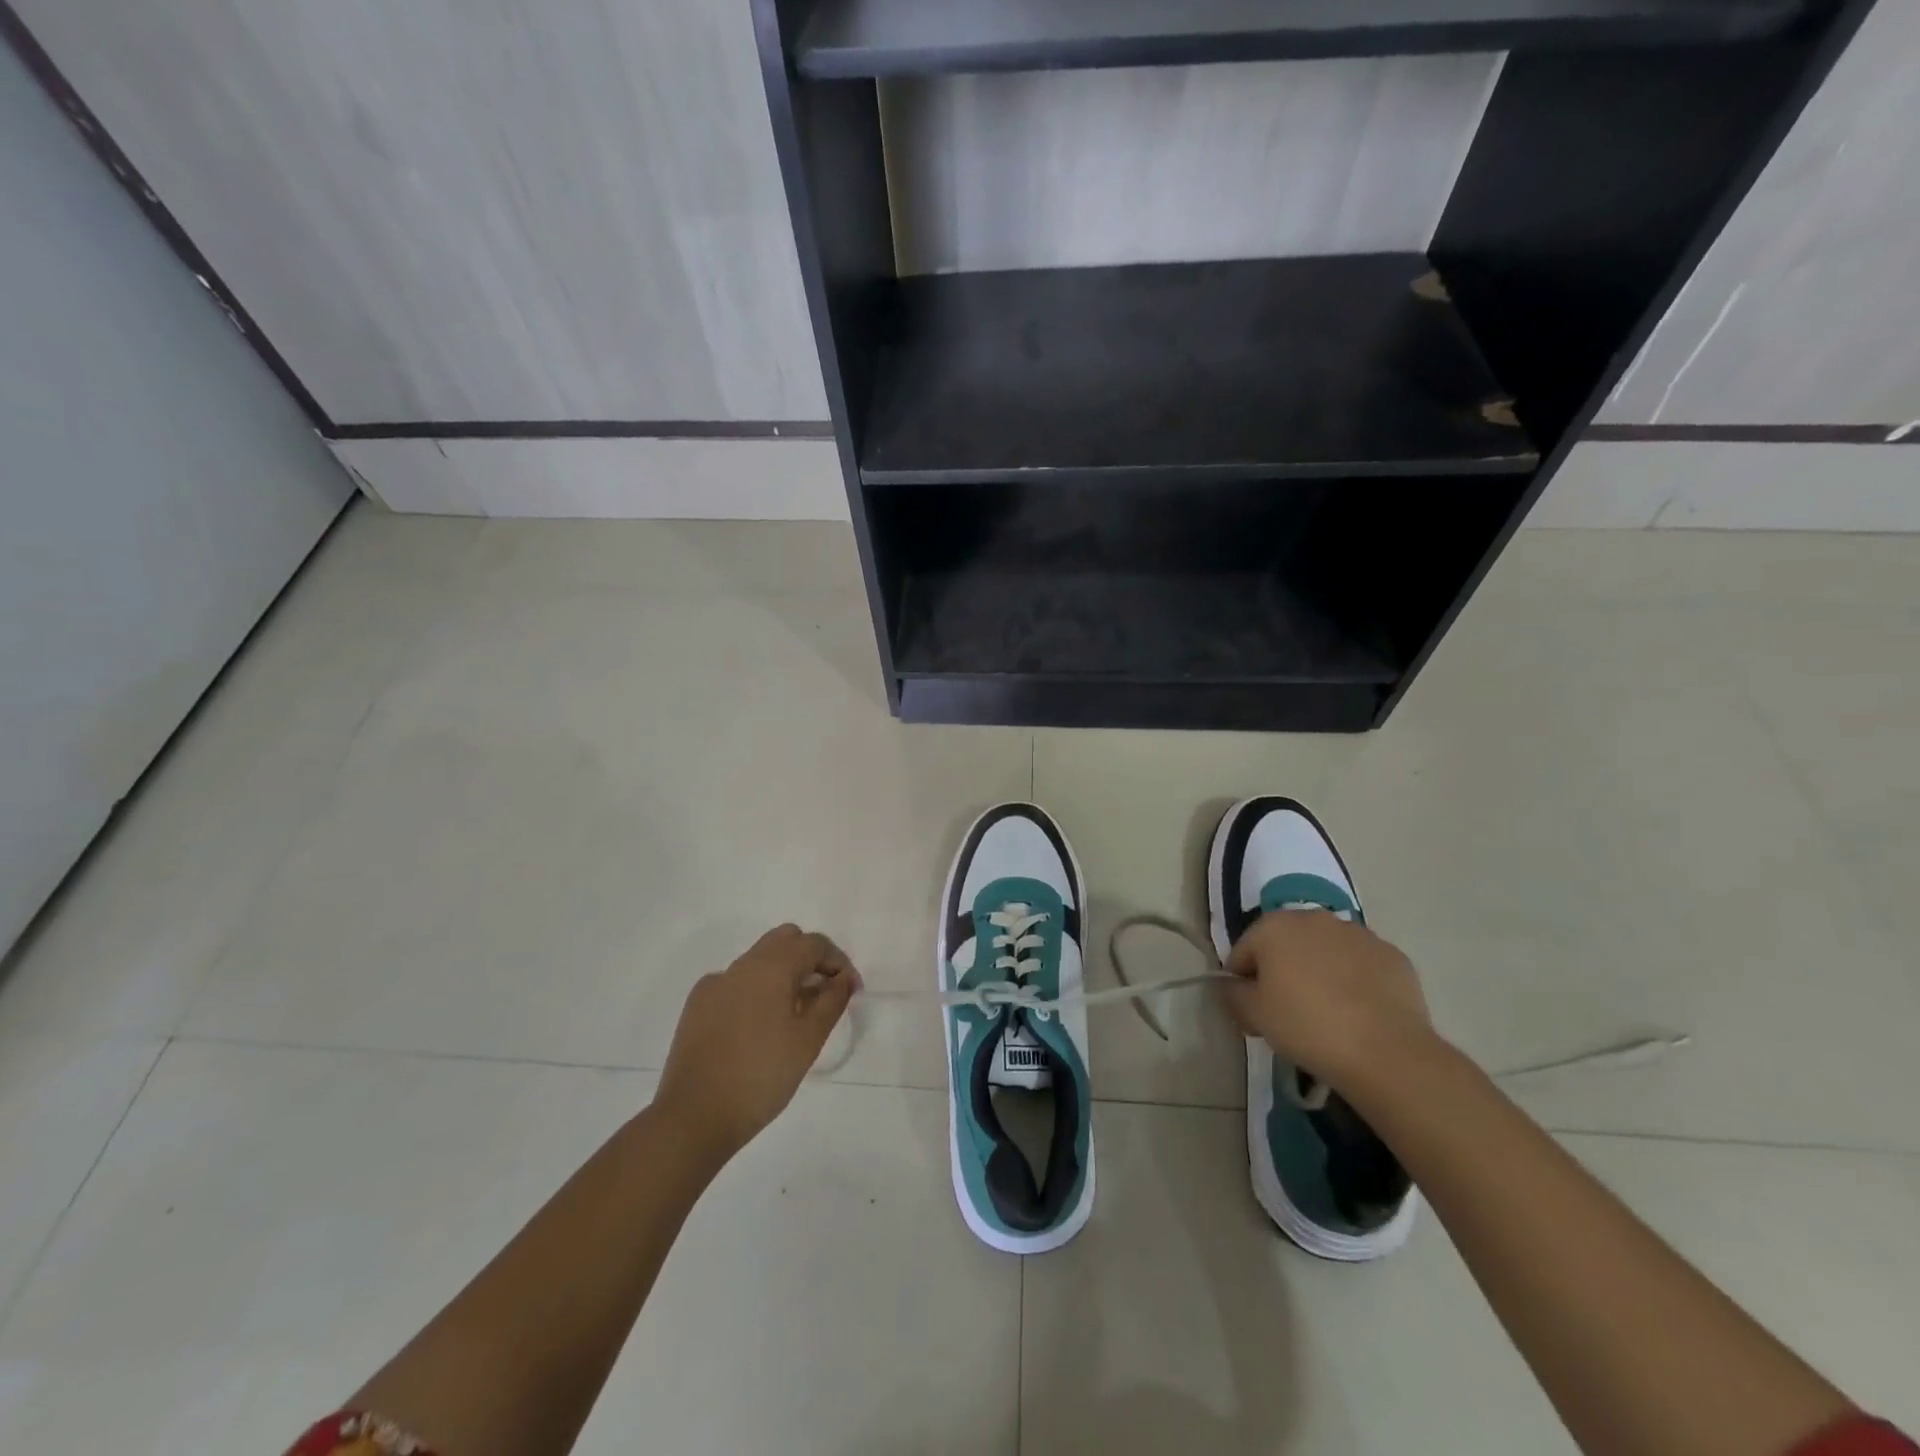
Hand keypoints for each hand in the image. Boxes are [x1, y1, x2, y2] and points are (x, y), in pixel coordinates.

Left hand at [655, 924, 861, 1162]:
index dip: (838, 961)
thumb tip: (843, 979)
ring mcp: (715, 984)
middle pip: (784, 941)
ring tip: (795, 1014)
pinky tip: (759, 1028)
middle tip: (824, 994)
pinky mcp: (698, 1006)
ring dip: (783, 974)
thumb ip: (832, 1002)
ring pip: (759, 960)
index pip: (813, 943)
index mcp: (771, 967)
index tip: (850, 990)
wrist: (693, 1117)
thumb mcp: (808, 1040)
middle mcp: (741, 965)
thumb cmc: (761, 1076)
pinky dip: (756, 991)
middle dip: (810, 959)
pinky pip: (736, 983)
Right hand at [1220, 910, 1433, 1092]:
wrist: (1387, 1052)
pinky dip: (1354, 982)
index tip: (1252, 1013)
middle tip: (1286, 1013)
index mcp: (1274, 926)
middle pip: (1285, 945)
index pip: (1243, 952)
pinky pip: (1360, 966)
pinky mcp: (1393, 956)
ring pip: (1325, 952)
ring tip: (1326, 1015)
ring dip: (1318, 973)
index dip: (1242, 983)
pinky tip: (1358, 1014)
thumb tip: (1231, 987)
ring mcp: (1359, 934)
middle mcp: (1315, 918)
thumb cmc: (1307, 1026)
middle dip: (1281, 972)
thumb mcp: (1253, 1015)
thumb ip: (1232, 994)